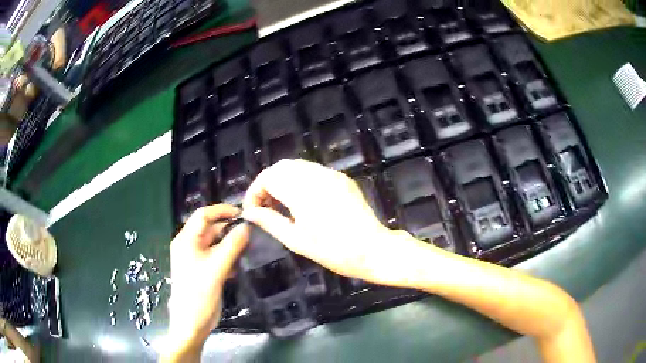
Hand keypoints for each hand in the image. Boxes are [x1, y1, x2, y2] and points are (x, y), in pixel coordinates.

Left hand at [165, 205, 249, 358]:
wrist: (193, 322)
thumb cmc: (199, 292)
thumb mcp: (217, 267)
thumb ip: (232, 245)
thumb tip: (246, 226)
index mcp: (187, 240)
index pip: (203, 216)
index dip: (221, 211)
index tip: (242, 214)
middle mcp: (190, 246)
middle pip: (211, 230)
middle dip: (229, 230)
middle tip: (251, 233)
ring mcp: (198, 260)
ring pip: (216, 244)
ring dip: (231, 245)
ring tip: (249, 248)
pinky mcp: (205, 271)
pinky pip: (218, 257)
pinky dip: (229, 258)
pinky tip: (240, 265)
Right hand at [242, 159, 422, 286]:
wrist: (373, 249)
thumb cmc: (333, 251)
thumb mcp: (295, 240)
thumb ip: (269, 221)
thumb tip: (249, 212)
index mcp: (302, 191)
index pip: (268, 177)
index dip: (255, 191)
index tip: (252, 210)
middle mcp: (316, 175)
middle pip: (281, 168)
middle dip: (267, 184)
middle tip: (265, 207)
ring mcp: (331, 174)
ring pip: (297, 166)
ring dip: (283, 181)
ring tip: (282, 205)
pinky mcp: (341, 178)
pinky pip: (313, 171)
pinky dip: (300, 180)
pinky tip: (302, 201)